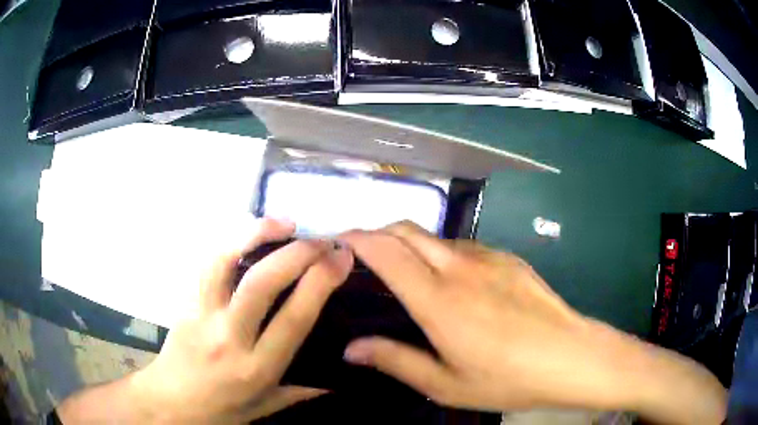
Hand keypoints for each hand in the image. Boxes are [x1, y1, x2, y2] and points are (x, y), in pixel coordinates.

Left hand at [58, 217, 352, 423]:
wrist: (169, 401)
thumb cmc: (220, 409)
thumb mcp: (265, 408)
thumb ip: (302, 391)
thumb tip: (339, 379)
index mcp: (256, 367)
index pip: (293, 318)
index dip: (320, 282)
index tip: (342, 258)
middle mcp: (228, 336)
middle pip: (262, 284)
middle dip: (298, 254)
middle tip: (324, 239)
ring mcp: (201, 314)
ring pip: (224, 262)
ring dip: (256, 234)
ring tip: (285, 222)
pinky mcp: (185, 302)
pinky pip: (207, 264)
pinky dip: (230, 242)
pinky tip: (248, 233)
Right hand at [340, 222, 725, 423]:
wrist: (570, 356)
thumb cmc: (507, 378)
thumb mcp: (446, 384)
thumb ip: (396, 361)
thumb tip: (353, 349)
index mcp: (438, 300)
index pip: (386, 251)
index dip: (357, 238)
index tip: (339, 240)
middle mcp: (459, 268)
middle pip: (407, 230)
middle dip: (379, 232)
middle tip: (364, 253)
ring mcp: (487, 258)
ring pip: (435, 236)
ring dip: (412, 243)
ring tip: (405, 269)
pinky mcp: (508, 258)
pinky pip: (463, 246)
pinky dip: (442, 252)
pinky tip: (451, 280)